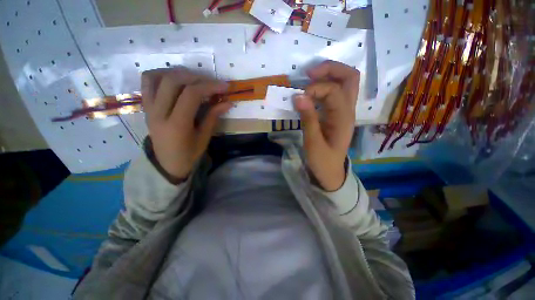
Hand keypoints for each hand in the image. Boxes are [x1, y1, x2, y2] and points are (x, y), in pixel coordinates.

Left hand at [141, 68, 230, 181]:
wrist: (167, 163)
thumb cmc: (188, 154)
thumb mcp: (204, 138)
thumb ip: (213, 117)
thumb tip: (227, 102)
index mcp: (176, 125)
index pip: (191, 95)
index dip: (209, 86)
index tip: (224, 86)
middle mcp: (159, 113)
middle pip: (173, 81)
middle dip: (197, 77)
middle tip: (212, 82)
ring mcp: (149, 108)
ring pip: (158, 77)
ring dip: (179, 73)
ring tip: (196, 79)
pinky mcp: (146, 106)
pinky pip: (147, 82)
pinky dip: (162, 74)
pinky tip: (176, 79)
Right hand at [294, 61, 359, 190]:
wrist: (330, 172)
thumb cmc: (323, 161)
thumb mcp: (313, 143)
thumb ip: (308, 119)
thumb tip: (298, 96)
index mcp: (343, 118)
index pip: (334, 90)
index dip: (315, 88)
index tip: (299, 97)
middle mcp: (348, 110)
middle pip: (350, 77)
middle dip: (330, 69)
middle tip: (309, 73)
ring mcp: (343, 111)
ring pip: (344, 82)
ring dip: (327, 75)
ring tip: (308, 79)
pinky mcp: (336, 114)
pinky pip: (334, 93)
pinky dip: (323, 86)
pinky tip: (311, 91)